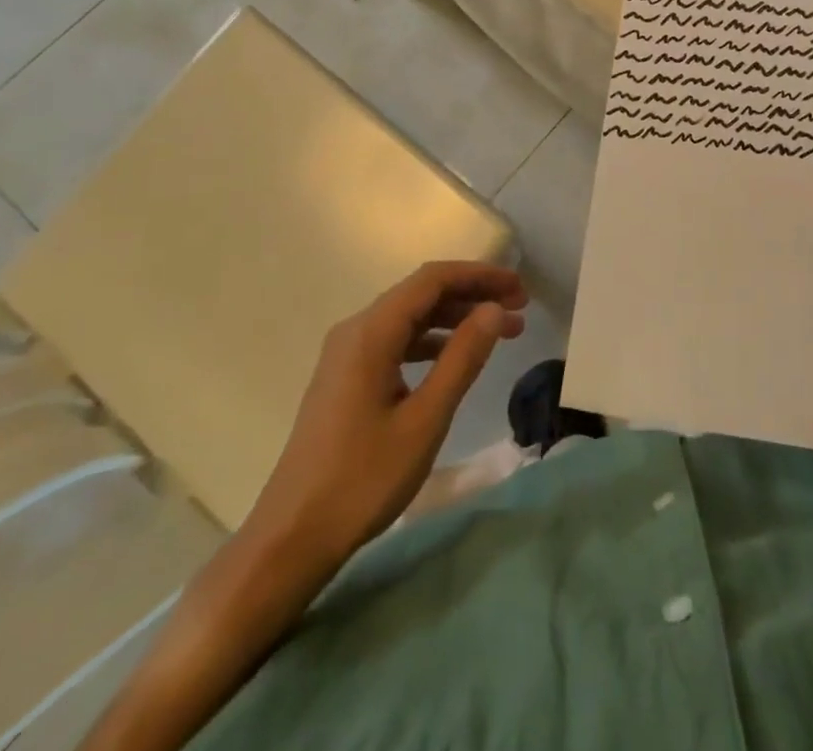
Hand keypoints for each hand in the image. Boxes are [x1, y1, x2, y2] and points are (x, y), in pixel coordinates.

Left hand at [243, 260, 526, 570]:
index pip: (432, 279)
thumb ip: (462, 358)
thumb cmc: (363, 479)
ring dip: (456, 318)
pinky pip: (396, 341)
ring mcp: (347, 354)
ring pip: (410, 317)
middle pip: (421, 293)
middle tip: (520, 307)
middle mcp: (356, 330)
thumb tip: (495, 310)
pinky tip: (457, 359)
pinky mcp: (346, 377)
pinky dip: (432, 341)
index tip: (519, 288)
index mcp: (371, 332)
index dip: (480, 275)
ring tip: (501, 332)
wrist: (292, 537)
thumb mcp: (425, 419)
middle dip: (472, 294)